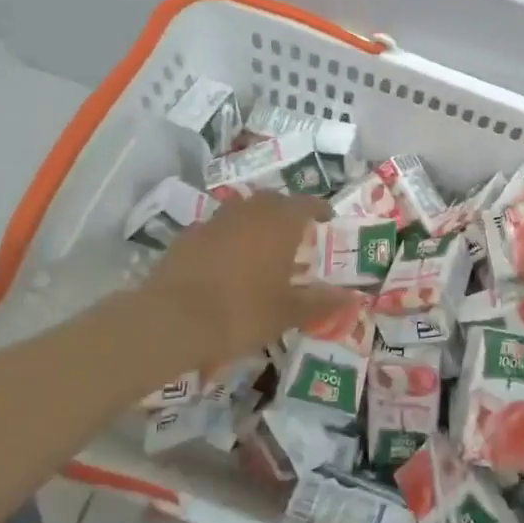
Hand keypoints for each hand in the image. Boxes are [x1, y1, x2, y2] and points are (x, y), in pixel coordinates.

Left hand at [139, 194, 348, 371]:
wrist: (171, 321)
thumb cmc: (241, 312)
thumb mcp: (288, 313)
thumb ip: (321, 302)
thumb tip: (352, 297)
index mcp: (278, 224)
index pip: (306, 204)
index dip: (319, 209)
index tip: (327, 219)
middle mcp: (247, 213)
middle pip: (272, 201)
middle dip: (286, 212)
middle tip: (296, 233)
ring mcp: (213, 222)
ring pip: (242, 212)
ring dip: (256, 223)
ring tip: (263, 249)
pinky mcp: (186, 238)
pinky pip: (217, 230)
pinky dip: (229, 239)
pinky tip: (228, 264)